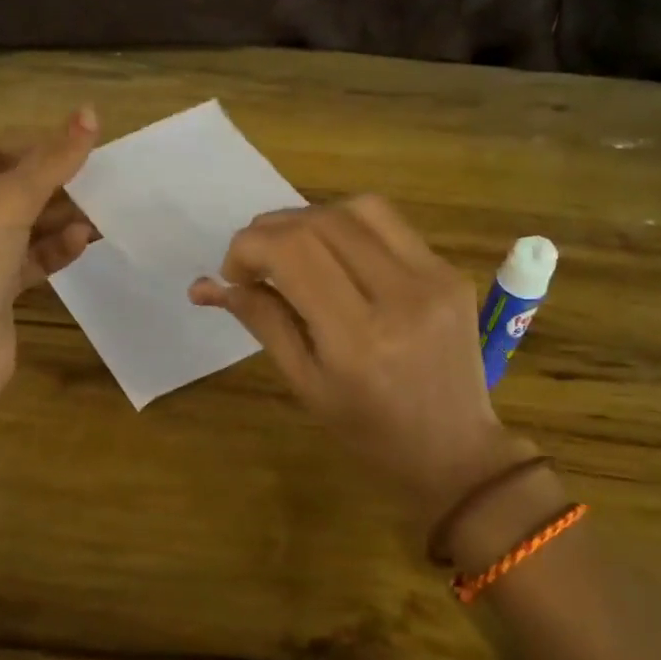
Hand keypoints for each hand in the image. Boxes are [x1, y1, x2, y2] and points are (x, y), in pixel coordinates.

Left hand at [0, 108, 99, 406]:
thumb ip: (50, 161)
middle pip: (10, 187)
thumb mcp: (6, 205)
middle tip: (99, 179)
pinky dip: (54, 247)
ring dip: (60, 217)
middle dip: (54, 185)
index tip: (83, 145)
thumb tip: (90, 113)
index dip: (37, 146)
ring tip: (100, 212)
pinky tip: (82, 240)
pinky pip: (29, 255)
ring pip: (23, 223)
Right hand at [189, 196, 527, 518]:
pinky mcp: (451, 271)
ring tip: (293, 250)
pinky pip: (390, 224)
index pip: (291, 252)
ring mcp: (434, 278)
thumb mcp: (304, 384)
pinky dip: (349, 226)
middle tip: (254, 260)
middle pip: (320, 221)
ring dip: (311, 218)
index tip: (233, 274)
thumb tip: (205, 285)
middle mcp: (399, 296)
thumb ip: (260, 321)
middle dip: (271, 229)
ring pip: (358, 208)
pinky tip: (337, 255)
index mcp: (357, 338)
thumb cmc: (369, 433)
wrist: (455, 450)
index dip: (248, 247)